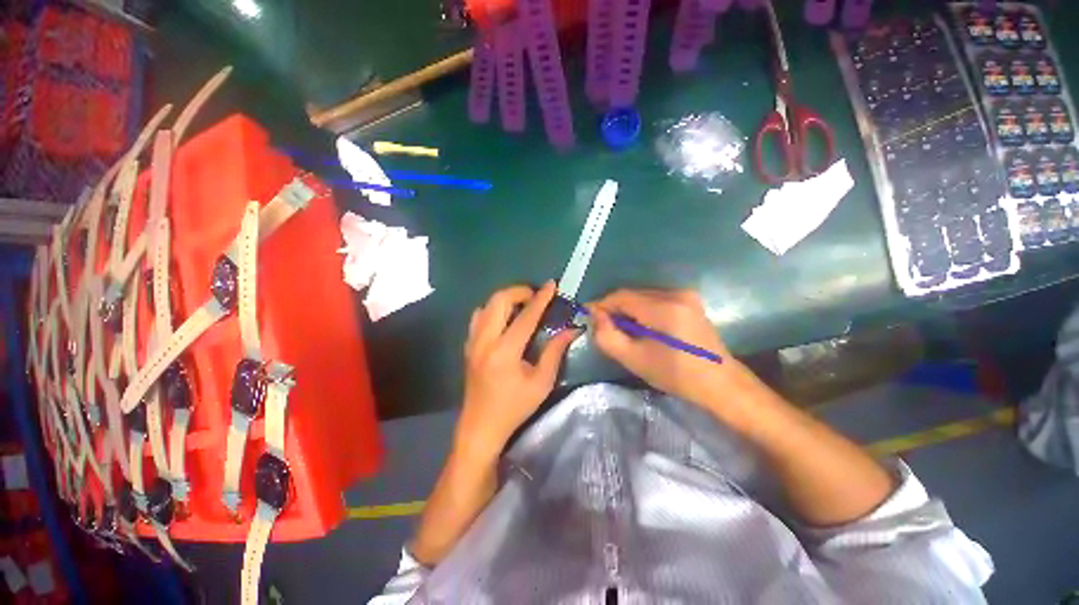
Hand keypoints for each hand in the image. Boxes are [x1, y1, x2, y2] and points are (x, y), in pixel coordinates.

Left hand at [456, 281, 579, 457]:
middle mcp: (485, 341)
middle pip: (499, 300)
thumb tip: (571, 329)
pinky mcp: (468, 345)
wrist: (480, 426)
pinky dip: (493, 309)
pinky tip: (505, 318)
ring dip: (506, 298)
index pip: (526, 316)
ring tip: (522, 305)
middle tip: (536, 296)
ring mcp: (472, 341)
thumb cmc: (514, 407)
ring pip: (486, 305)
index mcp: (505, 351)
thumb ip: (555, 352)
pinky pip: (478, 316)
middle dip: (519, 291)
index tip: (551, 284)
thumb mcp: (541, 382)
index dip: (541, 298)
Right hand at [589, 289, 745, 407]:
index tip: (589, 316)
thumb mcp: (634, 359)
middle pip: (632, 294)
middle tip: (605, 327)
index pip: (621, 296)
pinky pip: (656, 299)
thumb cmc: (675, 374)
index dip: (602, 304)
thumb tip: (595, 316)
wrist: (719, 383)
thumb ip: (607, 336)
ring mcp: (686, 295)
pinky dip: (642, 310)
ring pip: (643, 296)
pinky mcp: (690, 301)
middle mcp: (676, 294)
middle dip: (615, 309)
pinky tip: (642, 327)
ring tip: (623, 330)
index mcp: (664, 308)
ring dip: (628, 309)